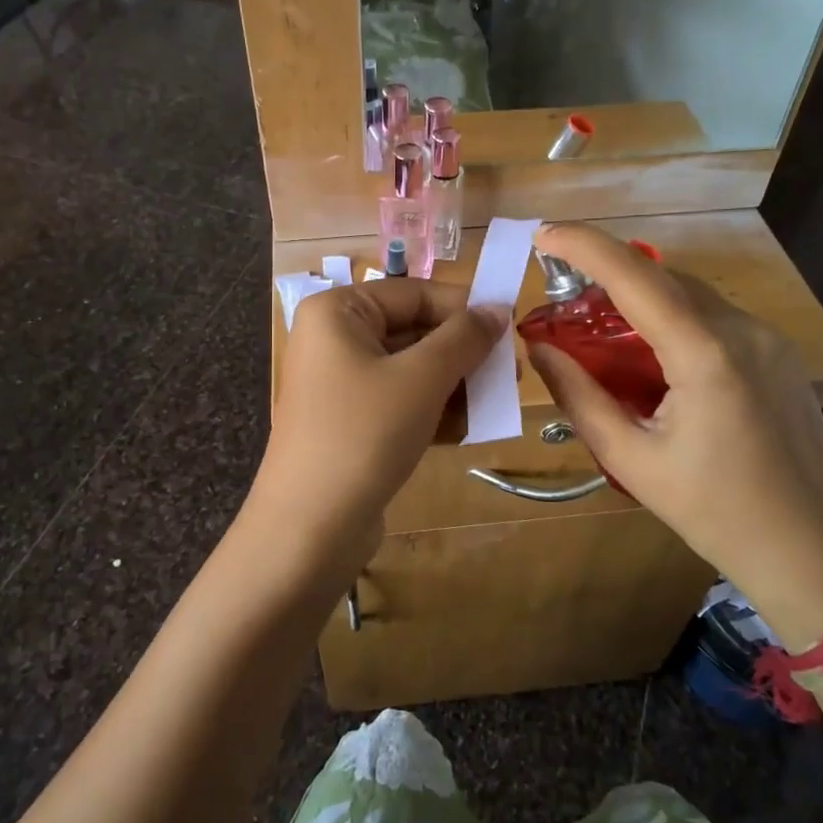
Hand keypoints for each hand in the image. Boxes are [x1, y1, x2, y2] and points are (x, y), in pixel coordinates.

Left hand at [248, 278, 503, 583]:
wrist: (310, 528)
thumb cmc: (364, 433)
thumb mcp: (422, 378)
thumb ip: (464, 338)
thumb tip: (500, 308)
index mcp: (337, 312)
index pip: (414, 294)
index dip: (465, 309)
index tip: (512, 330)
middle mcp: (334, 341)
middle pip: (414, 332)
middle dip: (463, 354)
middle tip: (511, 373)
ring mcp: (340, 385)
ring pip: (411, 371)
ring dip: (454, 386)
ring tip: (496, 403)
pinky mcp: (350, 424)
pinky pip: (400, 404)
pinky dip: (433, 412)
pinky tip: (468, 430)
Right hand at [524, 224, 822, 648]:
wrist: (811, 552)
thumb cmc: (714, 512)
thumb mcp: (631, 458)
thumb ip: (579, 396)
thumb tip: (539, 349)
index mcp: (706, 354)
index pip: (635, 276)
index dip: (585, 246)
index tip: (543, 234)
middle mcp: (743, 330)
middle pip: (663, 279)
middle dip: (608, 277)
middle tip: (563, 301)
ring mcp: (769, 339)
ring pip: (690, 296)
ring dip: (641, 301)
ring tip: (601, 334)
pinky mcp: (780, 355)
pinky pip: (715, 318)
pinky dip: (673, 321)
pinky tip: (653, 359)